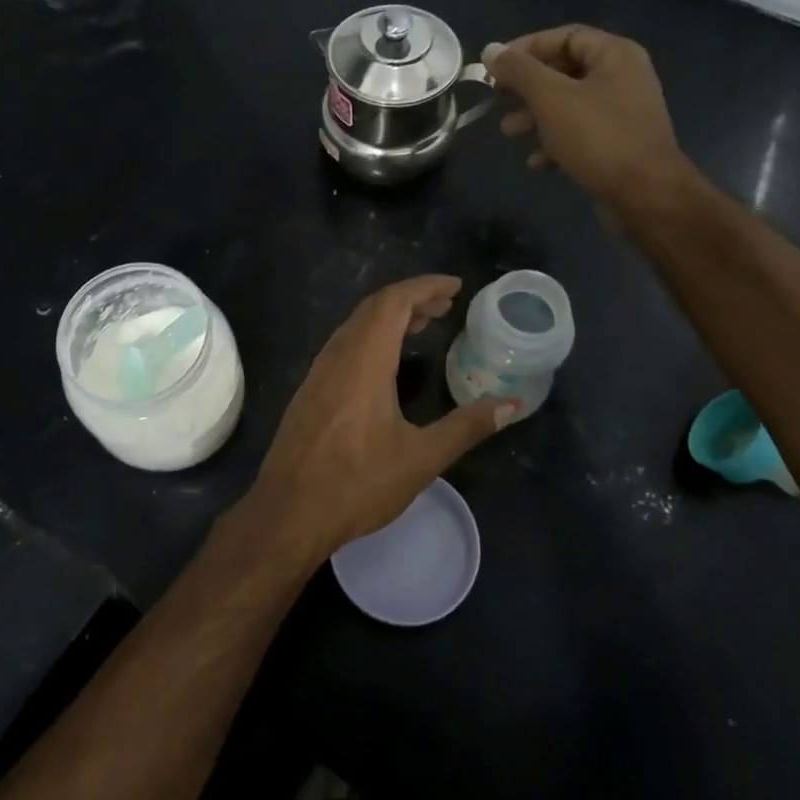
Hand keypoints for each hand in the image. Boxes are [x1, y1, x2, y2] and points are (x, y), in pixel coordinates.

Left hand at [242, 276, 511, 561]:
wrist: (288, 512)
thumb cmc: (358, 484)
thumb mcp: (421, 458)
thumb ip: (466, 427)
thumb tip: (511, 405)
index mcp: (364, 361)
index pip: (393, 302)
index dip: (425, 287)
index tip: (455, 287)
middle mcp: (337, 356)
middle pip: (373, 308)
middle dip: (410, 299)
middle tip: (445, 306)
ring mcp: (318, 373)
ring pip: (354, 327)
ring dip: (388, 318)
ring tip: (421, 325)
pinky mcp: (309, 392)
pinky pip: (343, 347)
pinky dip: (370, 338)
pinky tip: (385, 363)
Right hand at [484, 26, 687, 213]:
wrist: (645, 195)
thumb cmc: (598, 137)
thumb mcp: (550, 98)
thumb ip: (518, 71)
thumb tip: (490, 50)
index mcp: (614, 54)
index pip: (563, 37)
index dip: (525, 49)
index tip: (494, 69)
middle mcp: (622, 77)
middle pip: (564, 71)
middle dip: (526, 88)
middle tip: (498, 100)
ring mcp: (622, 112)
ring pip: (568, 105)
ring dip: (534, 117)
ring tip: (509, 133)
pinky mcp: (618, 144)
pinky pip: (579, 133)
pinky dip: (554, 142)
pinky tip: (536, 161)